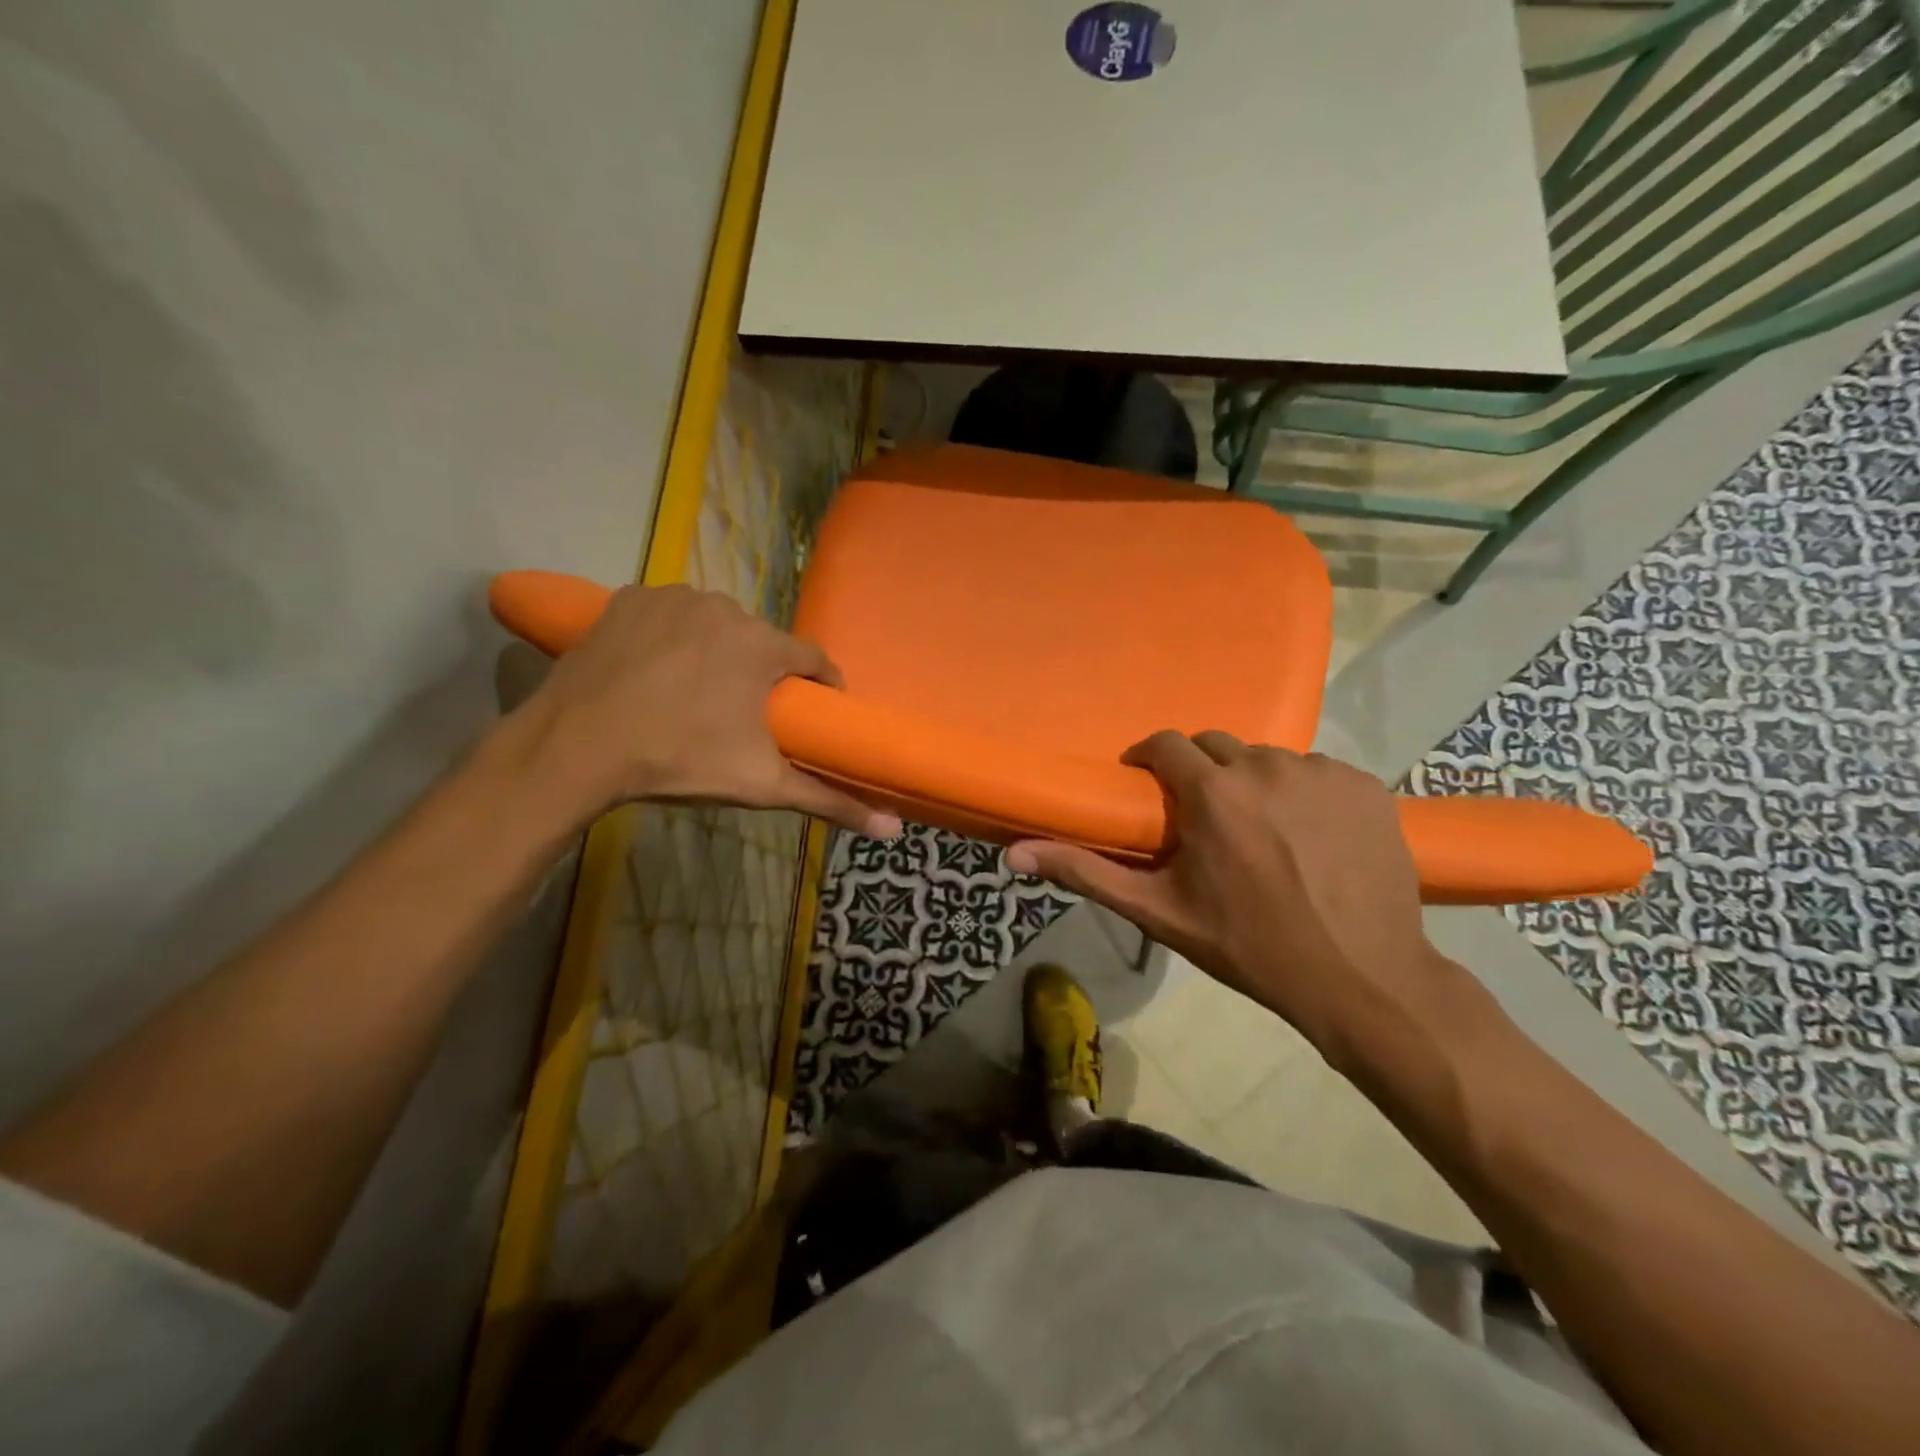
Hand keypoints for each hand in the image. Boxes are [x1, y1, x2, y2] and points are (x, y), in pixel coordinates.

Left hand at [508, 584, 901, 837]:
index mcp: (763, 646)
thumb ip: (830, 801)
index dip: (818, 687)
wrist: (575, 747)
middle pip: (762, 642)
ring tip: (695, 694)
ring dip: (716, 652)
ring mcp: (673, 597)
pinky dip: (671, 637)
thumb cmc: (679, 761)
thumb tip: (893, 829)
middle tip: (744, 714)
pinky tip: (655, 670)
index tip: (812, 712)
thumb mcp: (761, 786)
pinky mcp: (629, 598)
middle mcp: (725, 607)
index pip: (813, 659)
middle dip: (761, 673)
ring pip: (715, 626)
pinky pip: (669, 615)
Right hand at [1007, 732, 1452, 1056]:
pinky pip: (1317, 772)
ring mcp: (1323, 772)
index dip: (1150, 760)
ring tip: (1260, 833)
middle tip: (1204, 821)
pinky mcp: (1365, 785)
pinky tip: (1311, 837)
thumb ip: (1087, 873)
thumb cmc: (1249, 946)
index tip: (1148, 787)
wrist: (1362, 980)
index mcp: (1213, 792)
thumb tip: (1014, 852)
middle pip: (1217, 747)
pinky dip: (1304, 794)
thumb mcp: (1161, 912)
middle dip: (1201, 774)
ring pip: (1268, 760)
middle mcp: (1267, 766)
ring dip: (1253, 785)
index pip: (1166, 744)